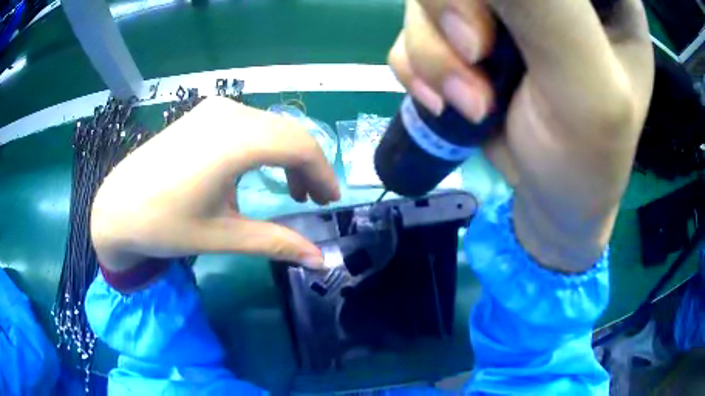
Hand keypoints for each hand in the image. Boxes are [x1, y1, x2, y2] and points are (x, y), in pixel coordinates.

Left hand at [91, 97, 339, 271]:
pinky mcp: (203, 114)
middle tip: (312, 200)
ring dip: (287, 156)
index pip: (300, 146)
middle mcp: (229, 113)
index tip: (330, 201)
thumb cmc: (165, 225)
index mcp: (235, 141)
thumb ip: (277, 243)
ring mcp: (214, 109)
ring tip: (289, 190)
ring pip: (271, 127)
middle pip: (290, 133)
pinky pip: (250, 124)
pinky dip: (265, 146)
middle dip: (309, 167)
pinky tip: (258, 170)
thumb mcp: (224, 236)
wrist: (118, 207)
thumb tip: (320, 259)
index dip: (323, 173)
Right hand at [389, 0, 653, 271]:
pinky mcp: (469, 30)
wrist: (554, 202)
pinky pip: (415, 26)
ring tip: (471, 104)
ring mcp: (505, 8)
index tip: (492, 29)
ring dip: (434, 52)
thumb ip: (545, 14)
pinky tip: (447, 100)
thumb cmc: (587, 162)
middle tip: (475, 61)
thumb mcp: (588, 92)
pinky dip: (418, 65)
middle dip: (451, 11)